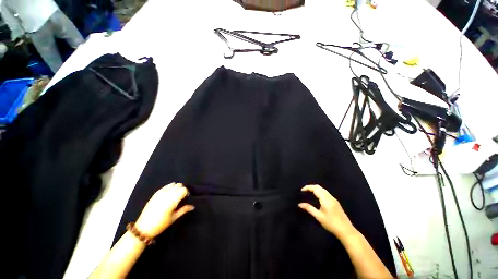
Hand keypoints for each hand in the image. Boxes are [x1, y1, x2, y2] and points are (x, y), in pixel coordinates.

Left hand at [135, 183, 193, 237]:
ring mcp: (160, 193)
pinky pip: (165, 186)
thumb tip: (193, 206)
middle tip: (181, 197)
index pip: (184, 189)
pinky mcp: (155, 194)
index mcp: (173, 200)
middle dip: (182, 189)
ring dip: (176, 188)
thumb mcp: (174, 218)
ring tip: (175, 195)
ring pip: (173, 184)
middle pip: (179, 185)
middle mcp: (167, 194)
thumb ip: (184, 210)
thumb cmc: (161, 224)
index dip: (187, 193)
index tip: (185, 198)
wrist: (143, 228)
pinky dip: (169, 187)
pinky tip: (169, 193)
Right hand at [298, 184, 355, 239]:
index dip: (308, 187)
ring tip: (309, 193)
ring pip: (323, 190)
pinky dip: (319, 192)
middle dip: (311, 187)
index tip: (301, 190)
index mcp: (325, 199)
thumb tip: (299, 204)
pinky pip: (326, 193)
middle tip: (304, 191)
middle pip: (319, 187)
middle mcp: (330, 197)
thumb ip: (309, 208)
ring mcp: (334, 199)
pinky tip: (317, 198)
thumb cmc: (331, 224)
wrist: (346, 231)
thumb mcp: (319, 217)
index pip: (315, 188)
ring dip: (315, 189)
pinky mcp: (336, 202)